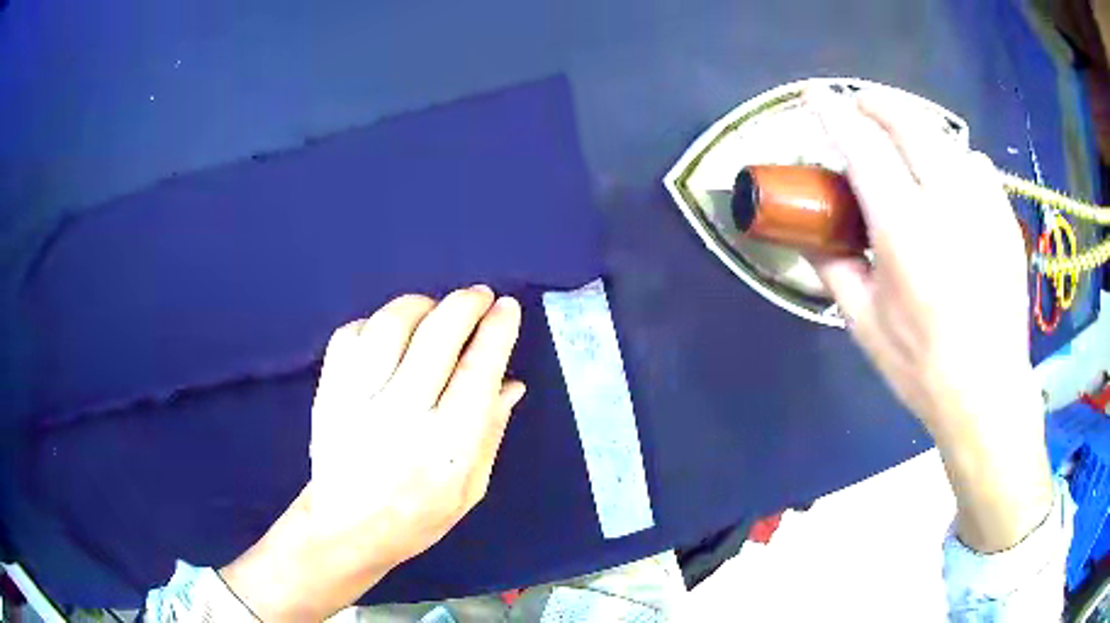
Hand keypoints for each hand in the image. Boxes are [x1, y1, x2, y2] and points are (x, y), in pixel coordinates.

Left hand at [221, 286, 525, 620]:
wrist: (346, 528)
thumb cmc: (418, 516)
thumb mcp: (471, 489)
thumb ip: (491, 432)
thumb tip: (512, 382)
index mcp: (447, 447)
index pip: (478, 371)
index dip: (496, 330)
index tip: (507, 307)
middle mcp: (401, 417)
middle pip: (436, 336)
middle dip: (464, 304)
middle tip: (478, 295)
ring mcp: (357, 401)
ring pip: (390, 326)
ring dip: (419, 305)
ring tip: (433, 309)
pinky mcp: (328, 393)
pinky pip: (350, 336)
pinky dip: (374, 323)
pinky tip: (388, 333)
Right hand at [809, 89, 1052, 551]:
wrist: (987, 394)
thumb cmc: (921, 367)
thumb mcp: (863, 324)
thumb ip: (833, 269)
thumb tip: (809, 234)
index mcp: (905, 230)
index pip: (863, 148)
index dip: (835, 113)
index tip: (816, 95)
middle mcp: (947, 205)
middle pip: (909, 124)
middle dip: (878, 103)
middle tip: (860, 104)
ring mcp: (983, 208)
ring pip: (946, 139)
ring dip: (919, 129)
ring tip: (907, 142)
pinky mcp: (1005, 221)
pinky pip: (978, 166)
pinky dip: (957, 158)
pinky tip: (953, 180)